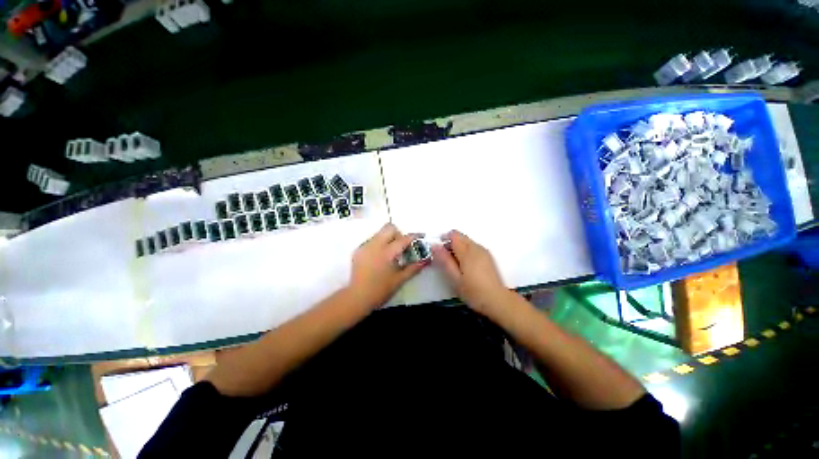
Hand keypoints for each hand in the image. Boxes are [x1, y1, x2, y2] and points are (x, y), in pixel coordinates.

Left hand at [348, 223, 428, 309]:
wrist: (357, 297)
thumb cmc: (381, 290)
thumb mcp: (400, 280)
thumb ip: (414, 267)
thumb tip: (427, 259)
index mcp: (387, 253)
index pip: (403, 239)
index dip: (414, 236)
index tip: (421, 236)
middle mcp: (375, 245)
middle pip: (389, 228)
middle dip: (398, 234)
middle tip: (401, 247)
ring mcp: (365, 246)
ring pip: (379, 233)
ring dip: (388, 238)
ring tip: (390, 253)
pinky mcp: (358, 250)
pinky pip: (371, 240)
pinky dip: (379, 244)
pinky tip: (379, 258)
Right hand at [432, 230, 508, 316]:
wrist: (497, 300)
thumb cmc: (473, 291)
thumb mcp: (455, 279)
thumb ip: (444, 261)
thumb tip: (434, 246)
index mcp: (467, 252)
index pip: (454, 235)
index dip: (444, 239)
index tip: (439, 251)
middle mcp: (476, 247)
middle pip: (461, 236)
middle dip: (451, 243)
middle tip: (446, 260)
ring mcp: (484, 251)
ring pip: (467, 242)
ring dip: (459, 248)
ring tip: (456, 265)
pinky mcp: (488, 256)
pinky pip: (473, 247)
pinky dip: (466, 252)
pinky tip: (466, 267)